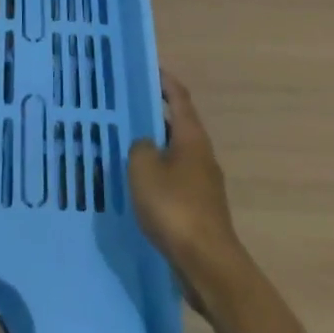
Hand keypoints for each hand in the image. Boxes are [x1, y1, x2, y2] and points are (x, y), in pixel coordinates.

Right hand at [127, 72, 243, 296]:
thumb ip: (139, 147)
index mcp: (191, 137)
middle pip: (177, 125)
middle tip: (126, 108)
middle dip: (154, 115)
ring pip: (174, 154)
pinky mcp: (199, 208)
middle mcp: (202, 154)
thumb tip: (145, 145)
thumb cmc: (175, 207)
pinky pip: (174, 180)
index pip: (179, 97)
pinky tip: (137, 185)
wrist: (207, 264)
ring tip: (126, 145)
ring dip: (154, 147)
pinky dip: (157, 175)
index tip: (149, 68)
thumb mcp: (143, 168)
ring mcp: (203, 183)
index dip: (164, 81)